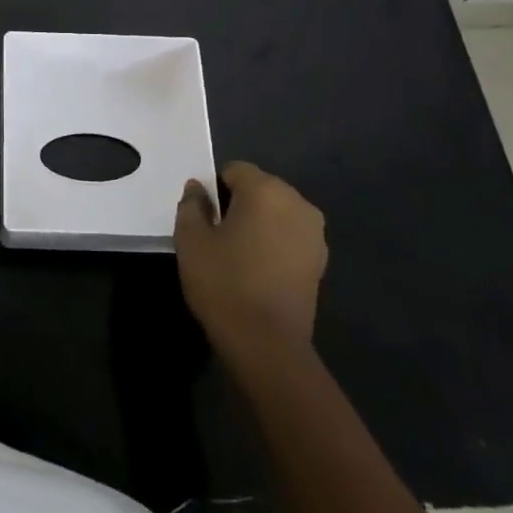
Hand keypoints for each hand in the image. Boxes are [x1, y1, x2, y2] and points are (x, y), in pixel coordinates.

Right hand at [174, 162, 326, 375]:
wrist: (266, 343)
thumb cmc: (224, 282)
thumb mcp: (191, 239)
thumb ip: (192, 205)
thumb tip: (199, 188)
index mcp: (266, 190)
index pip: (234, 170)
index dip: (214, 189)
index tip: (203, 217)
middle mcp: (297, 203)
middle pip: (260, 188)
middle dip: (238, 203)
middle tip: (217, 235)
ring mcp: (314, 233)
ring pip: (277, 212)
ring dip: (258, 223)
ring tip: (238, 254)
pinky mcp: (321, 261)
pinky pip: (290, 236)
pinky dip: (274, 243)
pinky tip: (258, 270)